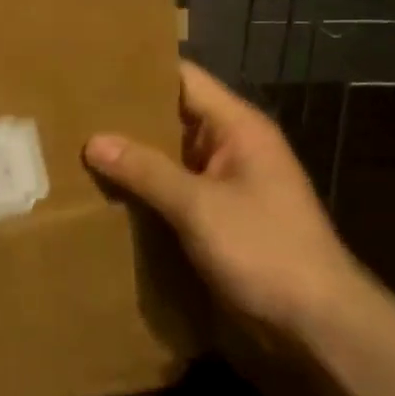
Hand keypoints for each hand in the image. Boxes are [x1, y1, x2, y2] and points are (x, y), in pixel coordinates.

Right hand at [86, 61, 369, 340]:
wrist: (319, 326)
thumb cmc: (265, 250)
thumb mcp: (199, 206)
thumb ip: (146, 170)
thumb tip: (94, 141)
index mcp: (238, 127)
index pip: (185, 78)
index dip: (142, 69)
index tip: (94, 69)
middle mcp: (233, 146)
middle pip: (173, 116)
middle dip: (128, 116)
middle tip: (75, 110)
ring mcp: (227, 183)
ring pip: (171, 156)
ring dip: (134, 156)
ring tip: (78, 145)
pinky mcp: (219, 216)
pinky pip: (175, 189)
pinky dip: (146, 188)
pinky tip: (107, 191)